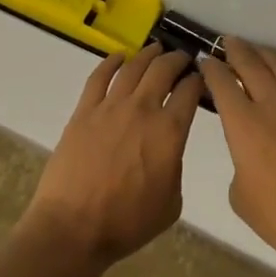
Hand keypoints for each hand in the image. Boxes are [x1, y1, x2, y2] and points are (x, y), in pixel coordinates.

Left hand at [19, 44, 203, 276]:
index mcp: (169, 131)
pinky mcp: (84, 110)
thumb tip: (168, 150)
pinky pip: (99, 76)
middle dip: (177, 59)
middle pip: (163, 69)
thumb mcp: (171, 202)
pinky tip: (119, 57)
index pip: (190, 91)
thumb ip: (175, 166)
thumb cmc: (127, 223)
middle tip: (182, 59)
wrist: (74, 228)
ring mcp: (110, 106)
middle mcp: (142, 109)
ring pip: (133, 67)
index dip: (199, 80)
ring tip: (156, 49)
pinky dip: (111, 61)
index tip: (201, 78)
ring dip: (148, 54)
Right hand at [199, 38, 275, 276]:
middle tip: (228, 43)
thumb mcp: (241, 196)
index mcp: (244, 123)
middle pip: (249, 62)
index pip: (221, 82)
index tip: (205, 61)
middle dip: (234, 50)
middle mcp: (272, 102)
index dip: (210, 68)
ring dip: (263, 52)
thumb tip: (247, 151)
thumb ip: (239, 161)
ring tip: (255, 50)